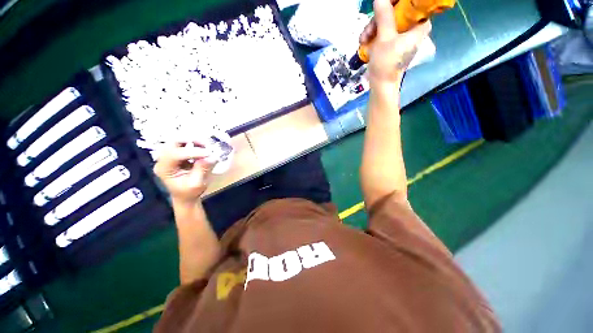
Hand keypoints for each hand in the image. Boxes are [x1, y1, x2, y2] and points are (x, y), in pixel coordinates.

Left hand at [153, 142, 215, 204]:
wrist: (186, 196)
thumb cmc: (190, 192)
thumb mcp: (197, 184)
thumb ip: (202, 169)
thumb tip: (212, 157)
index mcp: (164, 169)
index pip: (175, 155)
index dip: (192, 152)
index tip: (208, 153)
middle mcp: (163, 160)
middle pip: (172, 143)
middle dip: (189, 140)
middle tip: (205, 144)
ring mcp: (168, 156)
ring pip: (177, 141)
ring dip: (192, 140)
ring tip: (205, 145)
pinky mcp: (176, 155)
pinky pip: (183, 144)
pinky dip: (193, 143)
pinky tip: (202, 147)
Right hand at [360, 0, 431, 87]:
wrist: (381, 85)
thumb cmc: (386, 64)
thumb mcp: (385, 38)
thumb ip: (384, 16)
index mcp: (419, 26)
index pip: (412, 5)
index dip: (396, 3)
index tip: (383, 5)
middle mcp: (412, 28)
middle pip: (397, 12)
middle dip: (379, 19)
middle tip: (368, 29)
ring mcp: (401, 36)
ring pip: (387, 21)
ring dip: (372, 28)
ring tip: (363, 39)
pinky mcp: (392, 42)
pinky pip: (383, 31)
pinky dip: (373, 35)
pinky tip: (365, 42)